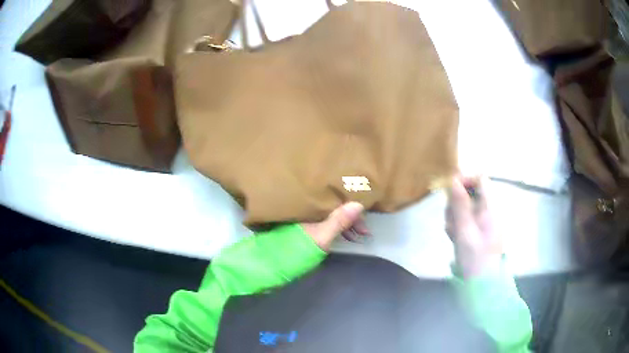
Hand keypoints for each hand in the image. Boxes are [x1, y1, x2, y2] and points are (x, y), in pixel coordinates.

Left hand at [301, 202, 368, 251]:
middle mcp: (309, 209)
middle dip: (351, 217)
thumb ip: (338, 221)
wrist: (274, 265)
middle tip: (365, 230)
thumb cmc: (297, 250)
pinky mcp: (307, 230)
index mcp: (310, 206)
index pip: (335, 199)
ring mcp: (308, 220)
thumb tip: (358, 204)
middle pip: (335, 207)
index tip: (365, 217)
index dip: (351, 206)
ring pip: (332, 216)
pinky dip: (338, 229)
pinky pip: (328, 224)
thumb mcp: (321, 237)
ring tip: (359, 236)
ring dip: (346, 224)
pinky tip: (347, 237)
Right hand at [446, 175, 502, 278]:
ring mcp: (485, 221)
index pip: (480, 179)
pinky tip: (455, 237)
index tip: (449, 191)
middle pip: (470, 192)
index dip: (464, 180)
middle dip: (456, 203)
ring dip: (455, 215)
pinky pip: (466, 219)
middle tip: (450, 220)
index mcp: (490, 207)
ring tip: (452, 232)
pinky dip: (458, 225)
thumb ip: (460, 205)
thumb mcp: (465, 230)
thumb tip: (453, 179)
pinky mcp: (480, 230)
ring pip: (466, 206)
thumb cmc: (475, 257)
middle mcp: (489, 210)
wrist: (482, 282)